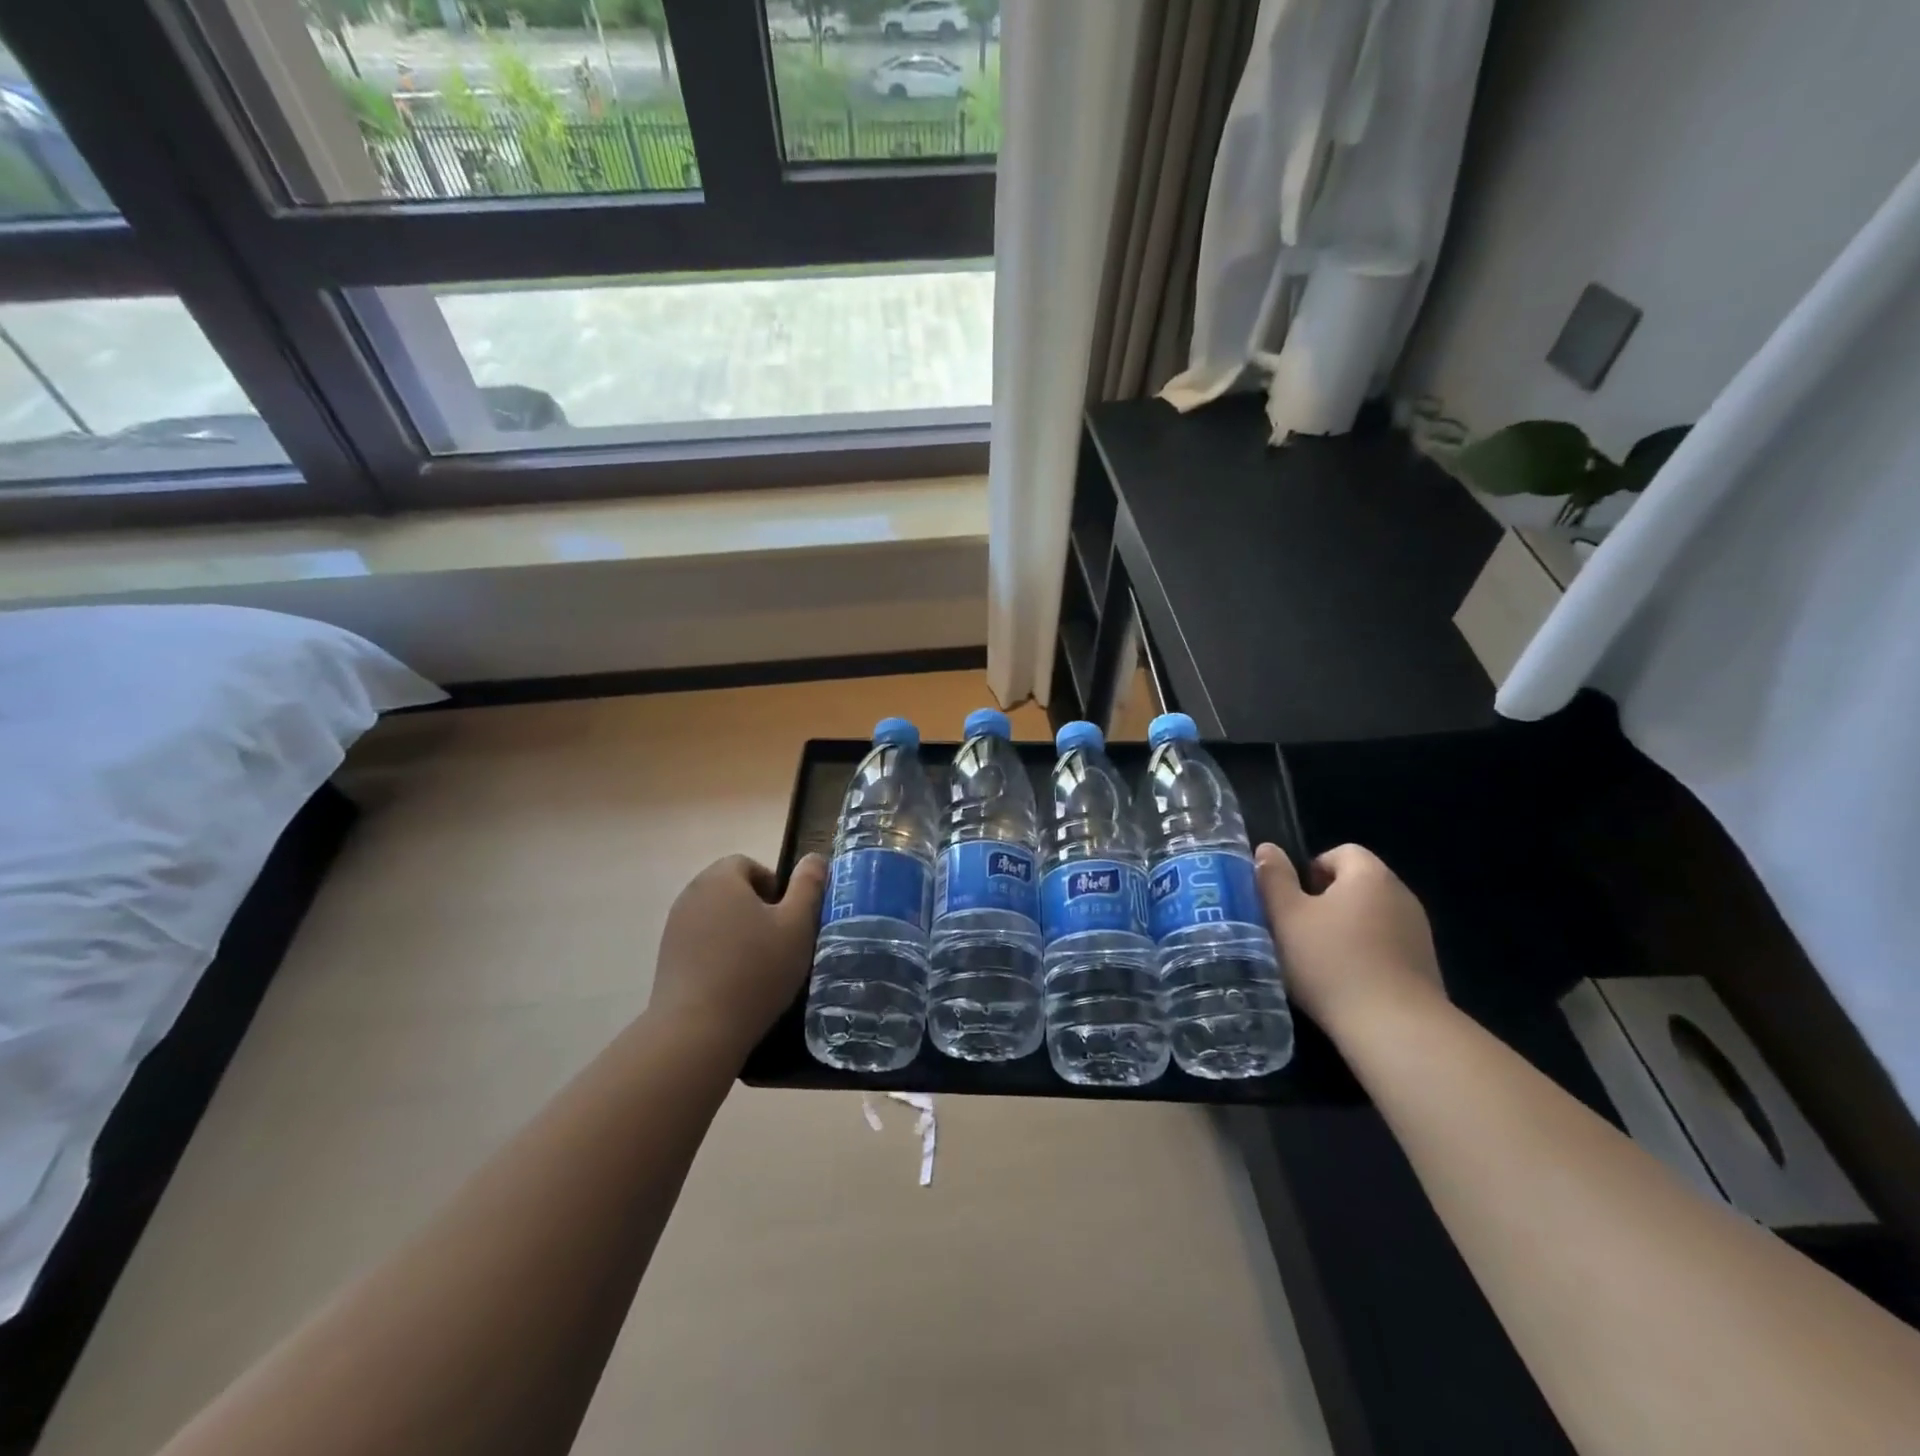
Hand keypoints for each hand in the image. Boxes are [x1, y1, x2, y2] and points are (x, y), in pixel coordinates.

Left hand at [648, 853, 826, 1059]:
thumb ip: (809, 886)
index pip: (749, 864)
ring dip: (738, 932)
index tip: (789, 917)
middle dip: (757, 909)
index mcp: (721, 878)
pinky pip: (701, 943)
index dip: (775, 885)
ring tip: (759, 965)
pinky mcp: (666, 959)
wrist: (697, 1031)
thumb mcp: (797, 925)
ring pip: (716, 917)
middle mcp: (691, 894)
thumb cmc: (755, 970)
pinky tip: (734, 983)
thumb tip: (815, 857)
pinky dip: (719, 953)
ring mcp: (674, 927)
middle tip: (779, 941)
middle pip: (731, 889)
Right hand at [1255, 842, 1446, 1037]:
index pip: (1341, 852)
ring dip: (1345, 930)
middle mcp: (1401, 895)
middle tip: (1298, 930)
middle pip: (1357, 884)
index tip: (1293, 901)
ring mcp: (1418, 932)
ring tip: (1319, 960)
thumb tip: (1267, 848)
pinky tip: (1346, 983)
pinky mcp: (1425, 966)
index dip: (1311, 870)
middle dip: (1325, 901)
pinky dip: (1366, 955)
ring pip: (1371, 917)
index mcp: (1369, 875)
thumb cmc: (1331, 962)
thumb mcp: (1286, 916)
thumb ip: (1274, 878)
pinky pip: (1387, 946)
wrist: (1395, 1028)